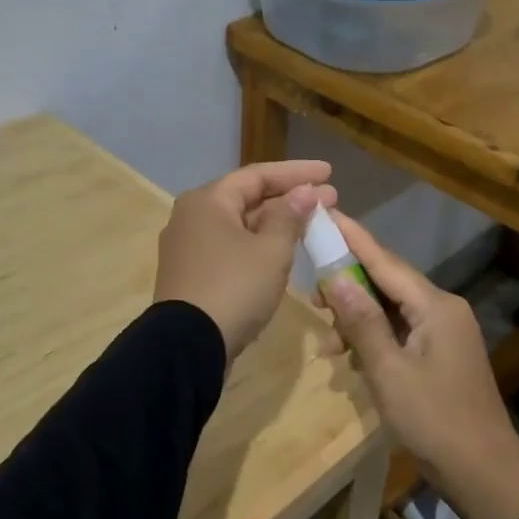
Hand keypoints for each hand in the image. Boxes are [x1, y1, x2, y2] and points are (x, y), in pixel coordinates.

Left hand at [153, 161, 335, 360]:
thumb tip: (305, 192)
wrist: (188, 346)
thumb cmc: (234, 288)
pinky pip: (231, 247)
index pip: (258, 175)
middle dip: (290, 198)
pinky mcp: (192, 273)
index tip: (329, 172)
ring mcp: (189, 246)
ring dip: (276, 222)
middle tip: (330, 198)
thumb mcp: (271, 251)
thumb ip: (290, 217)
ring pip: (240, 224)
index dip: (296, 173)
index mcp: (208, 201)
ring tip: (312, 222)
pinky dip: (258, 243)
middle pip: (247, 198)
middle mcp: (193, 216)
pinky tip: (283, 248)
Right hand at [316, 211, 517, 470]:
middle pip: (387, 282)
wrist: (486, 476)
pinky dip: (374, 339)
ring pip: (391, 310)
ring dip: (358, 320)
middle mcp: (443, 309)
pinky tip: (352, 360)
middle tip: (311, 297)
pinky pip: (401, 331)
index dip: (352, 237)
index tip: (325, 212)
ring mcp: (445, 332)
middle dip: (348, 286)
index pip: (384, 260)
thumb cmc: (435, 421)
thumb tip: (335, 275)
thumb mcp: (389, 372)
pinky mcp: (441, 354)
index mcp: (435, 306)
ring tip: (328, 344)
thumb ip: (362, 321)